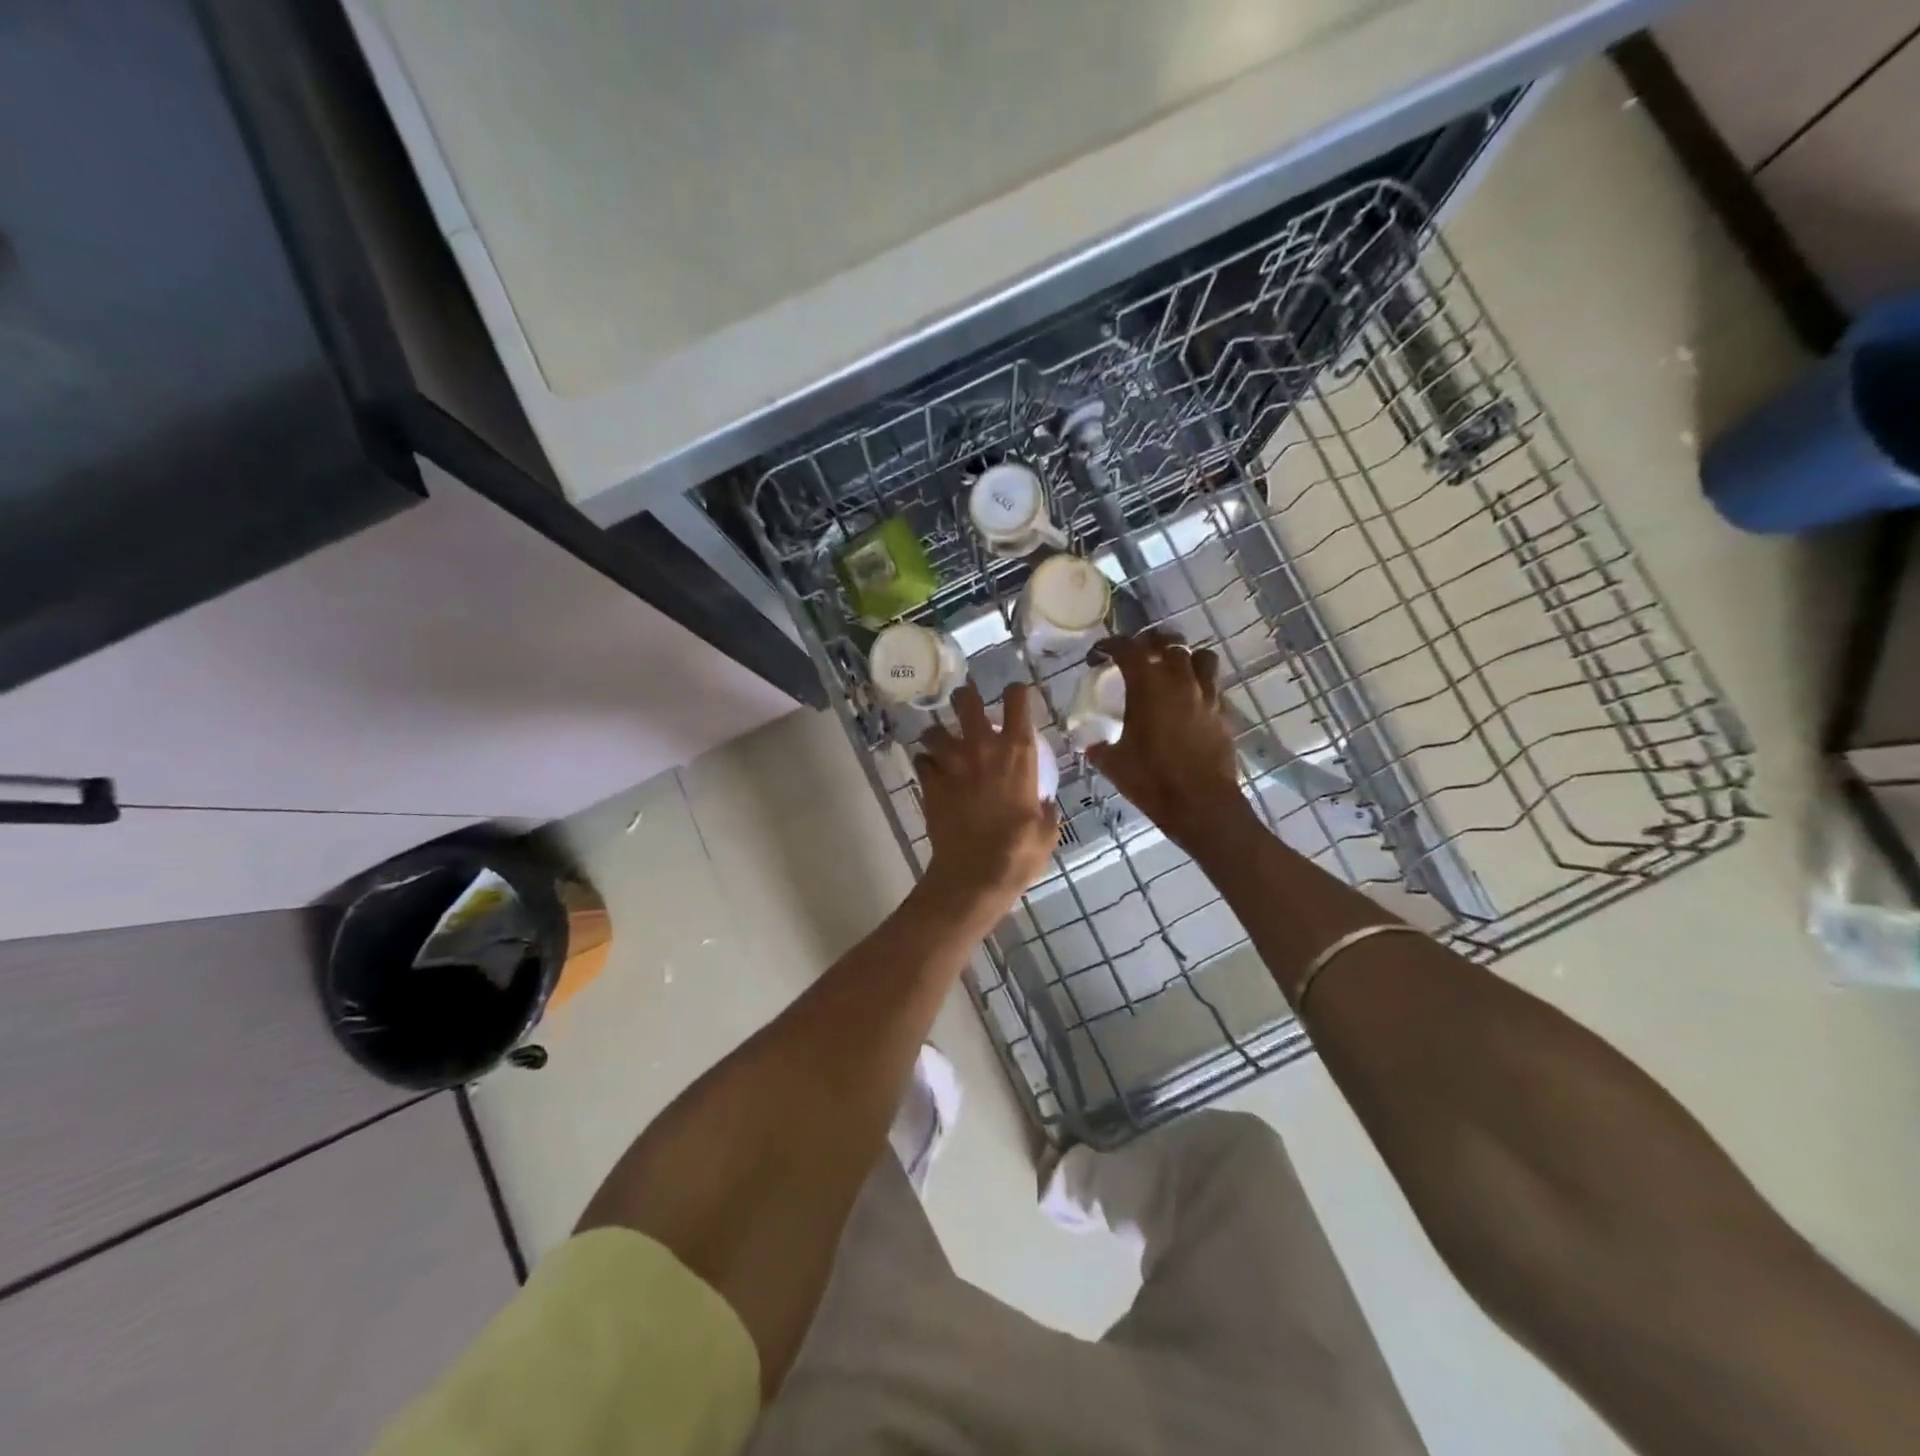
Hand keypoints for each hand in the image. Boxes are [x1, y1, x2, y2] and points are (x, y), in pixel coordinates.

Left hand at [914, 683, 1059, 925]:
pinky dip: (925, 764)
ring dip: (938, 735)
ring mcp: (951, 764)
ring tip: (942, 744)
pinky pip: (921, 761)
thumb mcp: (1046, 830)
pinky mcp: (928, 783)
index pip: (1017, 700)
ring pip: (934, 730)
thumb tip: (1042, 802)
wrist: (974, 875)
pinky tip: (931, 773)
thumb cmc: (1019, 852)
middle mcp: (982, 748)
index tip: (1015, 695)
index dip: (1016, 692)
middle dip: (965, 697)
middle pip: (967, 700)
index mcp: (1017, 753)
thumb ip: (1044, 809)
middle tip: (967, 705)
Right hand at [1085, 630, 1246, 847]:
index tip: (1099, 654)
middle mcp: (1180, 681)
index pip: (1128, 649)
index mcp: (1148, 686)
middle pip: (1168, 643)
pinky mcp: (1223, 712)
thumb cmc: (1152, 781)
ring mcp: (1207, 695)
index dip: (1109, 645)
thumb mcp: (1113, 764)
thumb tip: (1090, 743)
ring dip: (1183, 658)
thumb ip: (1098, 747)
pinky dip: (1200, 683)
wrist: (1201, 804)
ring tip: (1171, 670)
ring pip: (1200, 656)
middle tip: (1137, 656)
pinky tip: (1189, 700)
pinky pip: (1213, 684)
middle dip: (1149, 643)